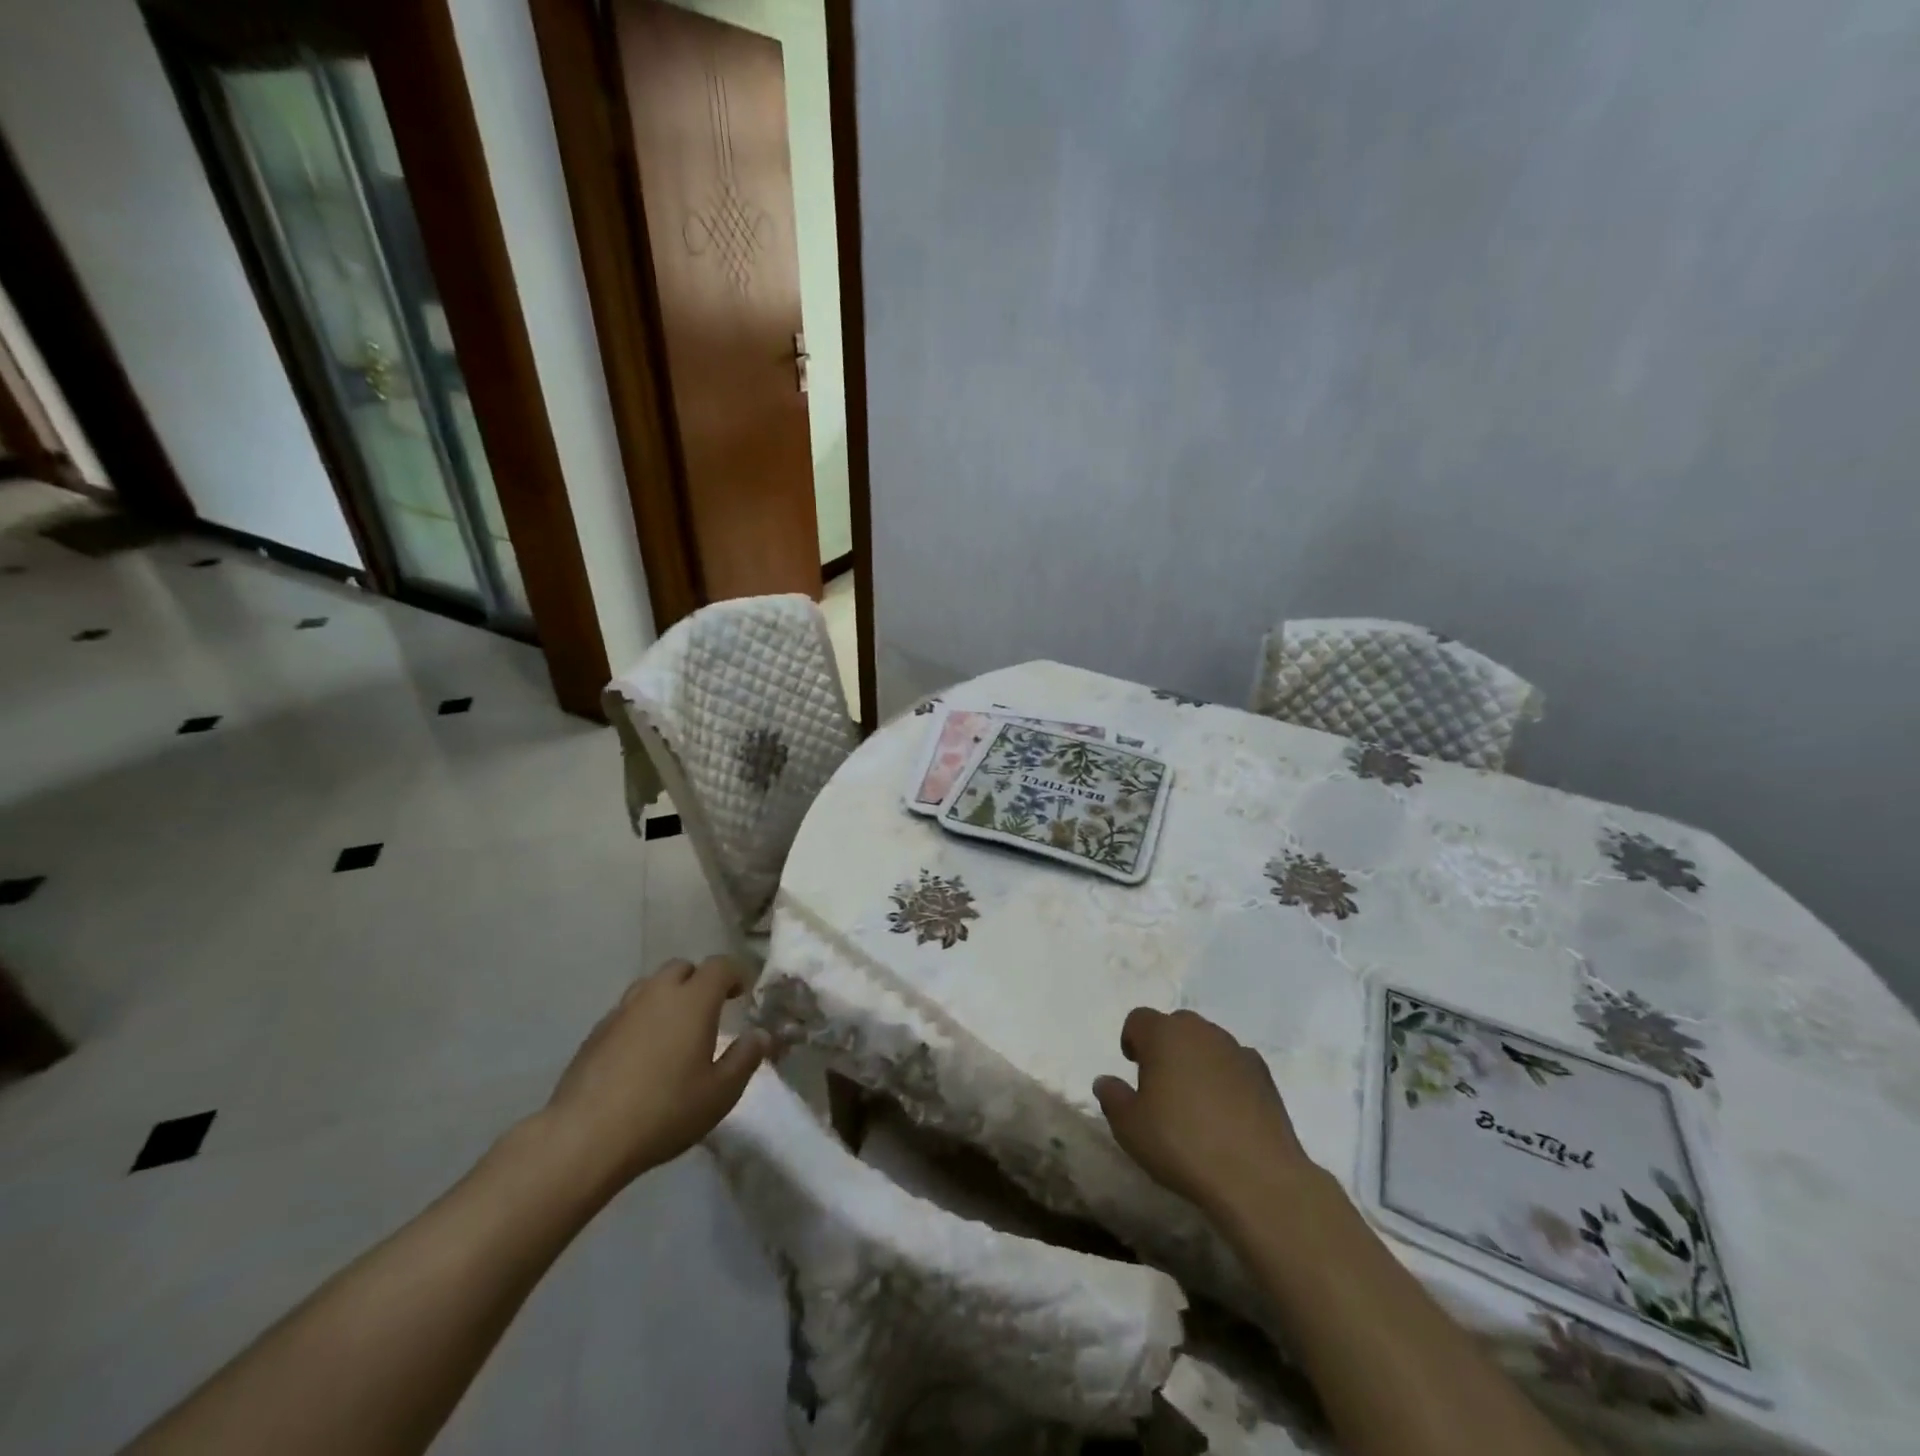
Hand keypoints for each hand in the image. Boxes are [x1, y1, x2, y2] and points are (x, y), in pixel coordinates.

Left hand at [541, 958, 768, 1196]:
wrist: (585, 1137)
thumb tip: (761, 1034)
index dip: (736, 974)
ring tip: (675, 1029)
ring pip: (650, 986)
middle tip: (709, 1010)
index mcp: (693, 1000)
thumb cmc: (665, 1111)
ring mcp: (622, 1010)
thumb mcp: (721, 1093)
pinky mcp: (595, 1032)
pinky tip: (642, 1052)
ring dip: (668, 996)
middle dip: (699, 981)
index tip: (743, 994)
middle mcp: (657, 993)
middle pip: (682, 967)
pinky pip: (627, 1010)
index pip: (720, 965)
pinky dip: (642, 1018)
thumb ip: (746, 1058)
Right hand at [1093, 1008, 1315, 1219]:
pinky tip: (1226, 1111)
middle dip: (1165, 1046)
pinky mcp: (1264, 1075)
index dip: (1132, 1040)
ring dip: (1196, 1059)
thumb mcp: (1129, 1127)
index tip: (1134, 1069)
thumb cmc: (1182, 1143)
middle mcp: (1201, 1031)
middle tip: (1161, 1083)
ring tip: (1195, 1100)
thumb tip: (1106, 1081)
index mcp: (1164, 1034)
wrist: (1257, 1177)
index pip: (1139, 1019)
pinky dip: (1226, 1077)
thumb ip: (1112, 1096)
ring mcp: (1236, 1050)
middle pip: (1176, 1025)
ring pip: (1207, 1043)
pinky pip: (1235, 1064)